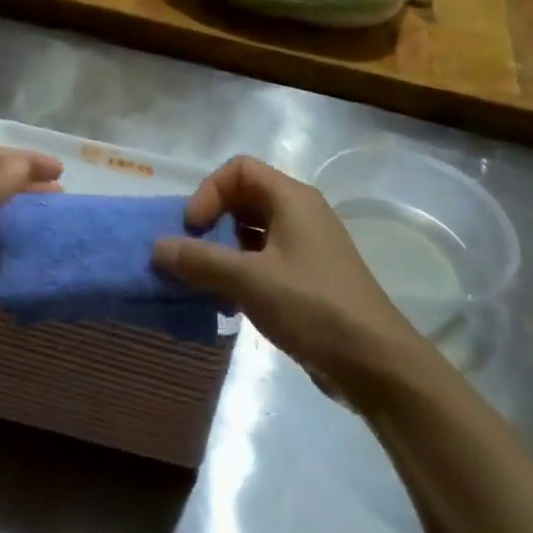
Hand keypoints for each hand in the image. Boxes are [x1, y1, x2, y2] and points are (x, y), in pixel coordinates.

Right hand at [152, 156, 419, 403]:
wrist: (375, 363)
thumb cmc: (312, 306)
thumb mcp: (249, 280)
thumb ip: (200, 261)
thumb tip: (156, 248)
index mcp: (291, 199)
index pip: (238, 169)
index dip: (208, 192)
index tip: (193, 229)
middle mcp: (300, 213)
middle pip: (244, 197)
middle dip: (212, 222)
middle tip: (191, 254)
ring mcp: (306, 246)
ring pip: (252, 231)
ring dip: (223, 250)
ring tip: (205, 281)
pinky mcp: (308, 277)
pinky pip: (264, 259)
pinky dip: (240, 271)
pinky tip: (228, 302)